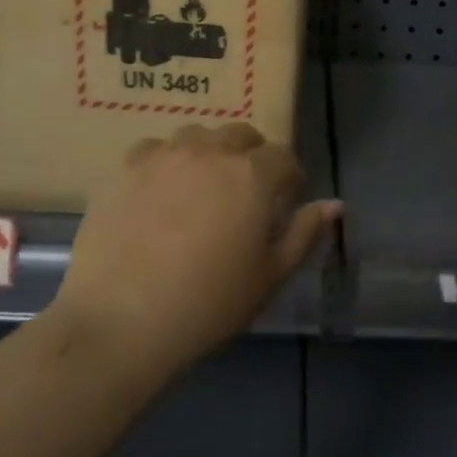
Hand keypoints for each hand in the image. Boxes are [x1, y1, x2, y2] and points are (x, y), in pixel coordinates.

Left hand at [53, 123, 340, 376]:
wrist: (121, 320)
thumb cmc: (207, 304)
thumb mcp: (269, 276)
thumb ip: (304, 233)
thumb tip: (334, 205)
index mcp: (253, 175)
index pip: (283, 157)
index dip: (289, 177)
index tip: (285, 201)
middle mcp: (212, 151)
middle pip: (241, 135)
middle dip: (251, 157)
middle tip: (244, 194)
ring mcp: (165, 155)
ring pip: (197, 136)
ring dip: (208, 153)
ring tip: (201, 187)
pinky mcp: (126, 167)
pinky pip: (155, 149)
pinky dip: (165, 161)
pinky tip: (159, 191)